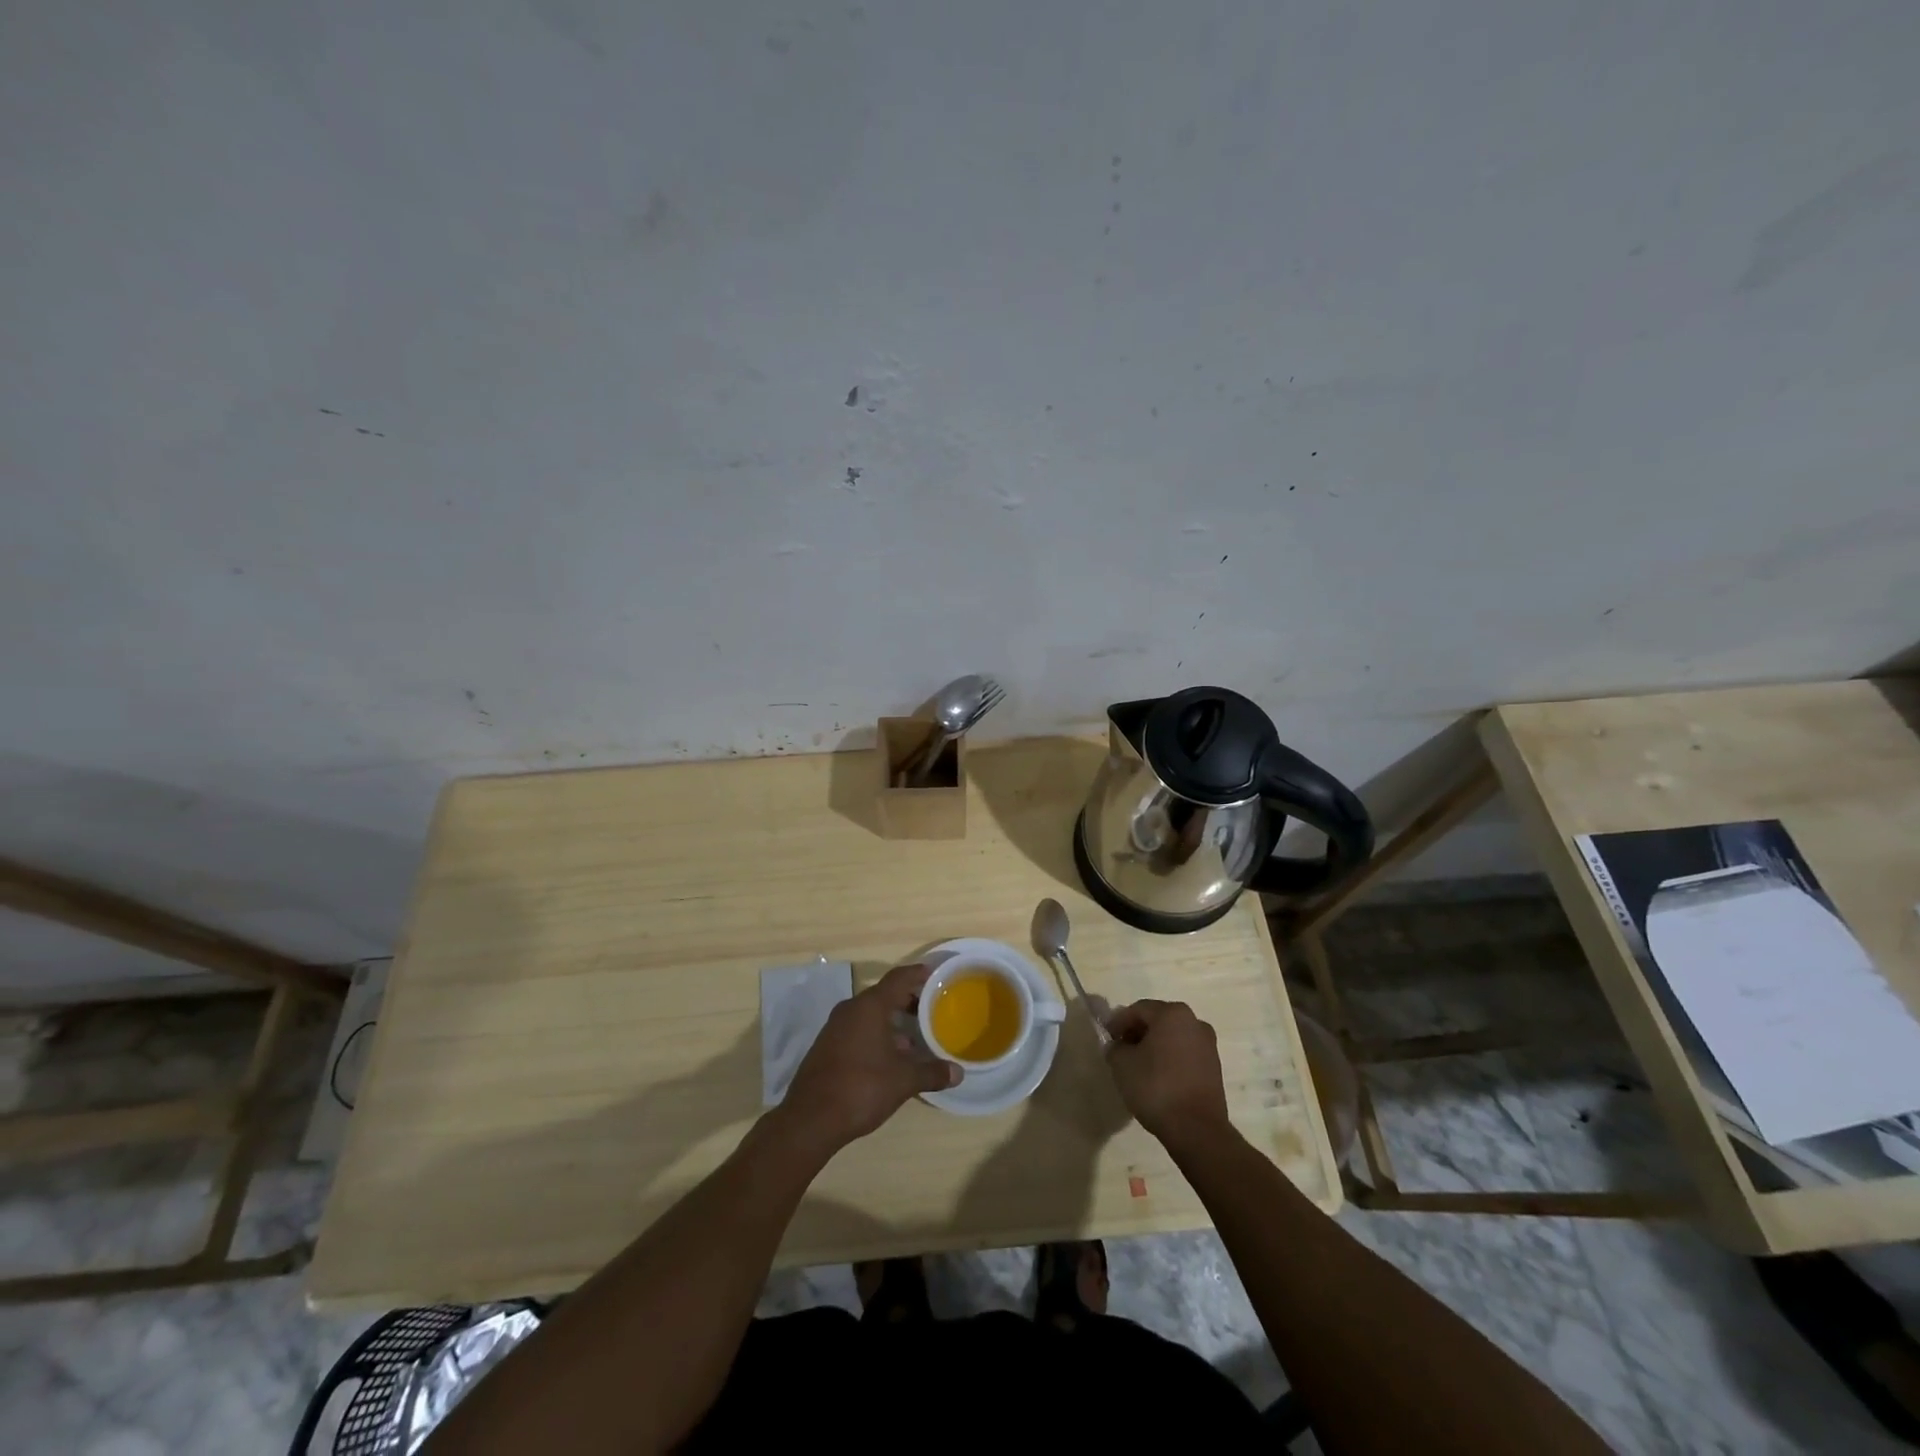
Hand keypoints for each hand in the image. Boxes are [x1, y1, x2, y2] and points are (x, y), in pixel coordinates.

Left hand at [779, 964, 959, 1152]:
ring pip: (870, 1014)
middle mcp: (851, 1009)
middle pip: (884, 995)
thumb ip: (932, 1072)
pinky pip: (858, 1030)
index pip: (898, 979)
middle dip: (908, 1000)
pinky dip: (877, 1034)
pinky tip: (890, 1056)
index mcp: (870, 1006)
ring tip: (916, 1036)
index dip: (918, 974)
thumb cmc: (861, 1088)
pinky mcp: (827, 1046)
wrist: (810, 1119)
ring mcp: (835, 1027)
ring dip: (892, 1021)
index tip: (935, 975)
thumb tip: (958, 1073)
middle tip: (932, 1008)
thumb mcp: (903, 1081)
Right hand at [1104, 999, 1230, 1147]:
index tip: (1107, 1038)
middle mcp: (1194, 1022)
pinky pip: (1185, 1053)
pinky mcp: (1214, 1067)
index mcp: (1172, 1014)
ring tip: (1138, 1065)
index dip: (1119, 1022)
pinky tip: (1158, 1077)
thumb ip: (1115, 1048)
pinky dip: (1169, 1058)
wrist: (1197, 1129)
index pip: (1138, 1009)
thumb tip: (1119, 1046)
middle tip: (1121, 1049)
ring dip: (1154, 1046)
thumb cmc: (1156, 1087)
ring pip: (1173, 1037)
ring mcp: (1208, 1045)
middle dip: (1137, 1032)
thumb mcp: (1122, 1064)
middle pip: (1158, 1020)